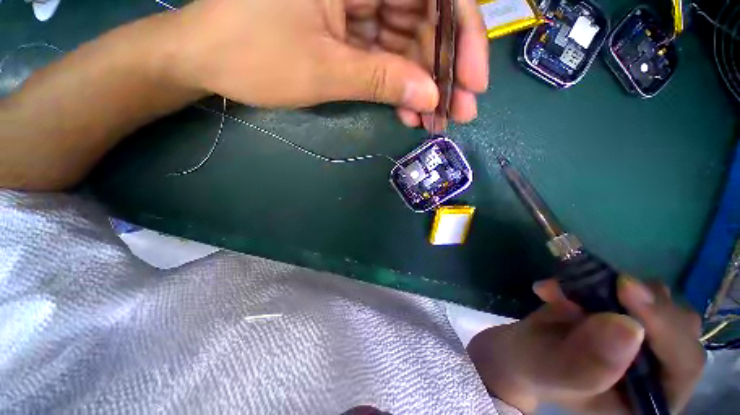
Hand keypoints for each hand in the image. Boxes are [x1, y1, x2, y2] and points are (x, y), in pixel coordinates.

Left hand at [168, 0, 487, 128]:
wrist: (208, 58)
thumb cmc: (253, 56)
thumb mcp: (324, 70)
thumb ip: (382, 80)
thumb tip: (429, 96)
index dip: (462, 37)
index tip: (474, 82)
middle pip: (425, 21)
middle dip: (445, 71)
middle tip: (459, 111)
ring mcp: (355, 4)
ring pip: (407, 44)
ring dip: (423, 85)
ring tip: (435, 120)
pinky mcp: (346, 28)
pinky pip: (385, 56)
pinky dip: (399, 85)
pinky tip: (409, 112)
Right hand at [467, 277, 704, 413]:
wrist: (520, 351)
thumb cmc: (535, 370)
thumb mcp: (554, 373)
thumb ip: (588, 364)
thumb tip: (628, 327)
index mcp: (650, 398)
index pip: (683, 362)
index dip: (664, 326)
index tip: (626, 289)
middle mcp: (658, 367)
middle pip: (678, 324)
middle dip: (642, 302)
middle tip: (607, 285)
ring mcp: (643, 336)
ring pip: (654, 299)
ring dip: (611, 288)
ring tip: (565, 291)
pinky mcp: (621, 311)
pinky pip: (621, 286)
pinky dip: (589, 280)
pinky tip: (555, 289)